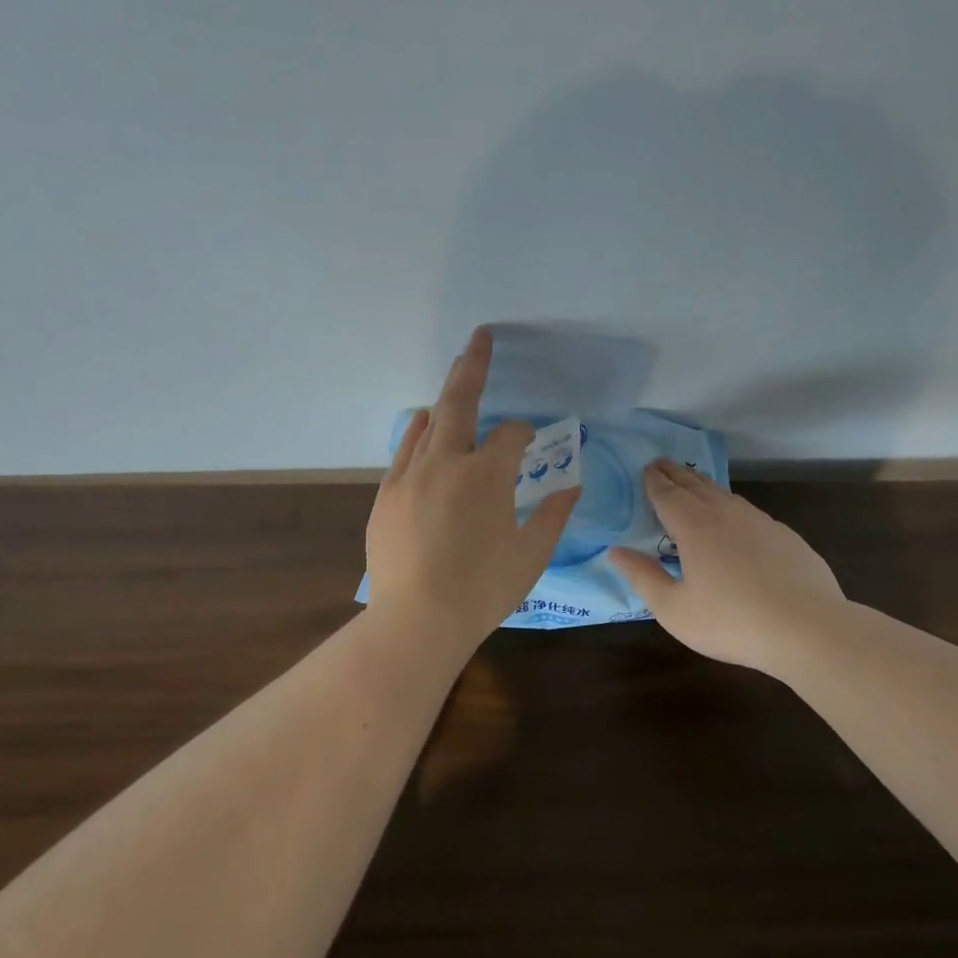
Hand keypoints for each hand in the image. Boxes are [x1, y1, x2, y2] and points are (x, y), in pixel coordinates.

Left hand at [365, 327, 580, 647]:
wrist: (416, 621)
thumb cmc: (483, 590)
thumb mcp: (531, 554)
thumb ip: (553, 514)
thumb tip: (571, 486)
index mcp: (486, 474)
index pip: (511, 436)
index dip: (526, 433)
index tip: (533, 442)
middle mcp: (445, 462)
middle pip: (459, 402)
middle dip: (473, 366)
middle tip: (479, 337)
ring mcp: (409, 476)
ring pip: (428, 423)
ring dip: (445, 400)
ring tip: (455, 378)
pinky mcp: (386, 495)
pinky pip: (404, 451)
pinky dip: (418, 434)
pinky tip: (424, 428)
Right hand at [610, 461, 845, 676]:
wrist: (808, 628)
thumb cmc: (731, 621)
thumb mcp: (674, 609)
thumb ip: (643, 577)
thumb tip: (616, 551)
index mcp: (694, 527)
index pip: (667, 494)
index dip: (654, 481)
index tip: (645, 468)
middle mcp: (725, 514)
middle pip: (695, 485)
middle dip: (675, 474)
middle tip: (662, 464)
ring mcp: (759, 522)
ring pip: (724, 494)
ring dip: (703, 485)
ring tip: (693, 483)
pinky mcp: (785, 535)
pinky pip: (748, 511)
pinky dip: (730, 505)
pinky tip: (734, 518)